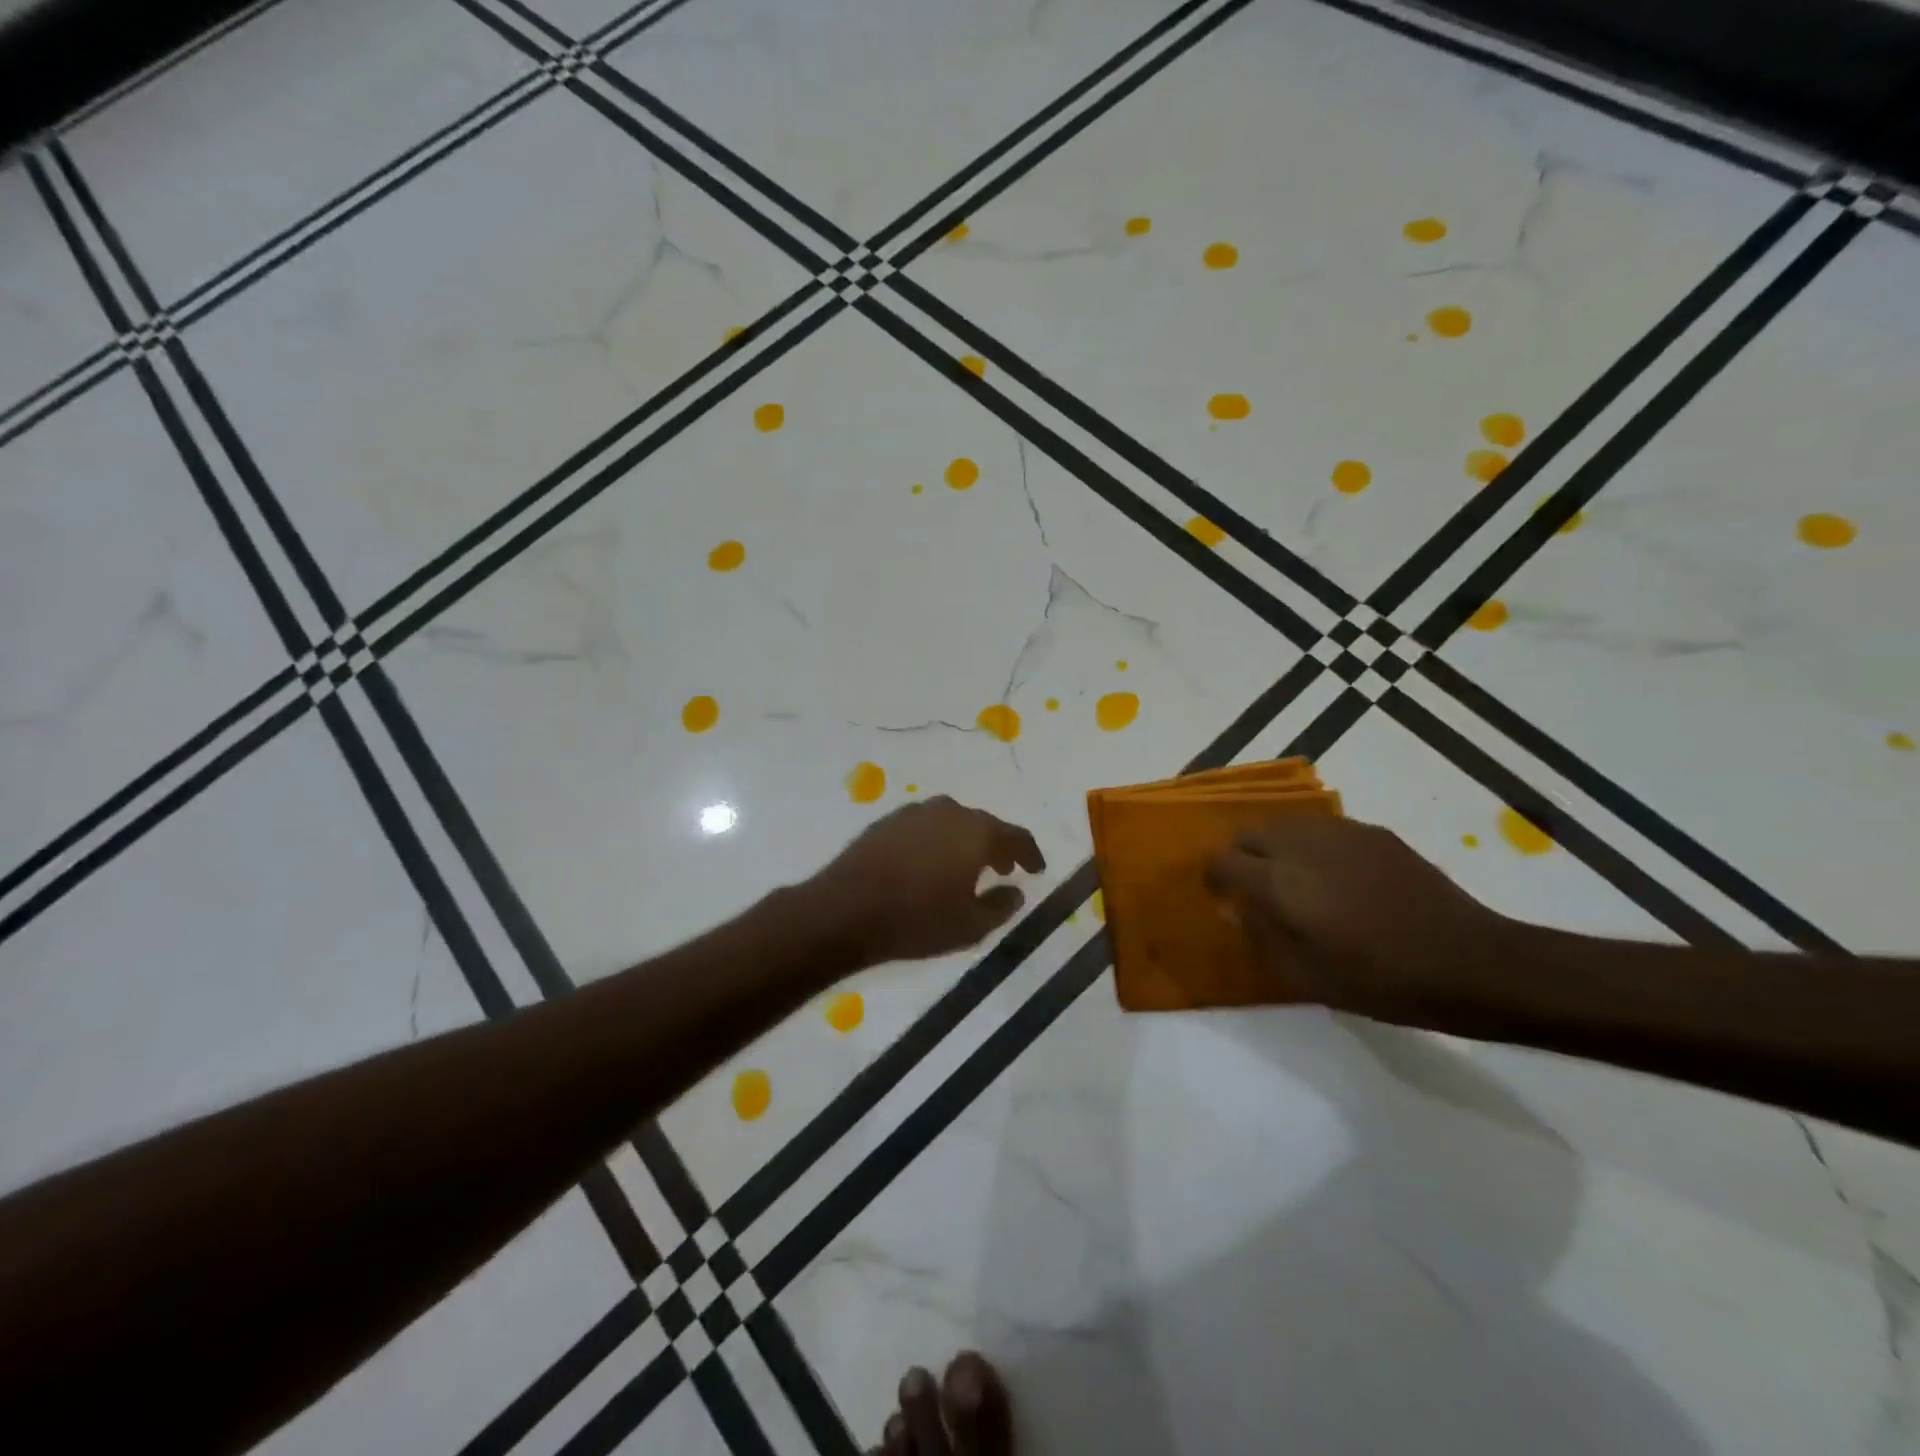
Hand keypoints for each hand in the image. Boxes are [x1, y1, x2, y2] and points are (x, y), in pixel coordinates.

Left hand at [804, 797, 1046, 966]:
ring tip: (966, 868)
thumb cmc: (917, 920)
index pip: (1016, 836)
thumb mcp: (970, 926)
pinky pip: (924, 828)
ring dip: (965, 842)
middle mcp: (949, 812)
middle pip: (983, 825)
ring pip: (952, 823)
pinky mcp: (887, 821)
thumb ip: (1001, 907)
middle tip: (1003, 869)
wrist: (845, 910)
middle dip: (997, 847)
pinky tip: (929, 865)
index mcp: (977, 832)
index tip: (1036, 869)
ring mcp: (914, 813)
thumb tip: (1015, 891)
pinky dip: (936, 842)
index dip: (1030, 854)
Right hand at [1204, 816, 1516, 1022]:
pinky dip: (1310, 844)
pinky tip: (1335, 875)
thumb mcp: (1308, 977)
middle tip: (1253, 888)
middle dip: (1241, 857)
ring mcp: (1339, 833)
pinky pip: (1321, 828)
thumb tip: (1234, 909)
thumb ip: (1261, 936)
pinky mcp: (1372, 832)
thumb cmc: (1381, 981)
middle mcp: (1301, 846)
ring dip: (1273, 846)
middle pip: (1248, 834)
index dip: (1214, 878)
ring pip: (1284, 824)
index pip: (1223, 861)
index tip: (1220, 897)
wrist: (1469, 962)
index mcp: (1279, 883)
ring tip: (1292, 879)